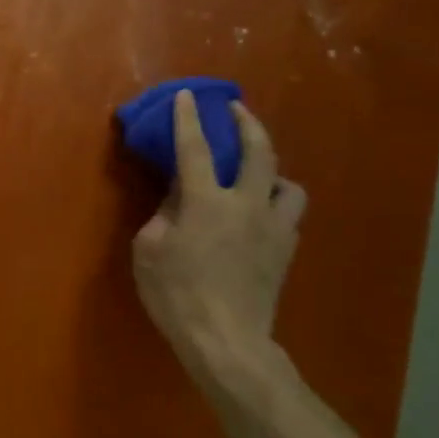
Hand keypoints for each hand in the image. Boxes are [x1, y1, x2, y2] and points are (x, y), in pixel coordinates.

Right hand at [131, 91, 306, 365]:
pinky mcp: (285, 251)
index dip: (189, 119)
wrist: (226, 341)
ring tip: (259, 171)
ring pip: (290, 184)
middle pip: (259, 152)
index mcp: (206, 202)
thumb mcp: (149, 249)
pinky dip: (276, 203)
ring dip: (274, 169)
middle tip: (237, 110)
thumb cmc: (176, 293)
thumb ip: (164, 214)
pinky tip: (260, 212)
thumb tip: (178, 198)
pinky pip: (288, 215)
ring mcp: (273, 228)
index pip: (195, 149)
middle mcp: (246, 205)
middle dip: (248, 124)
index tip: (189, 96)